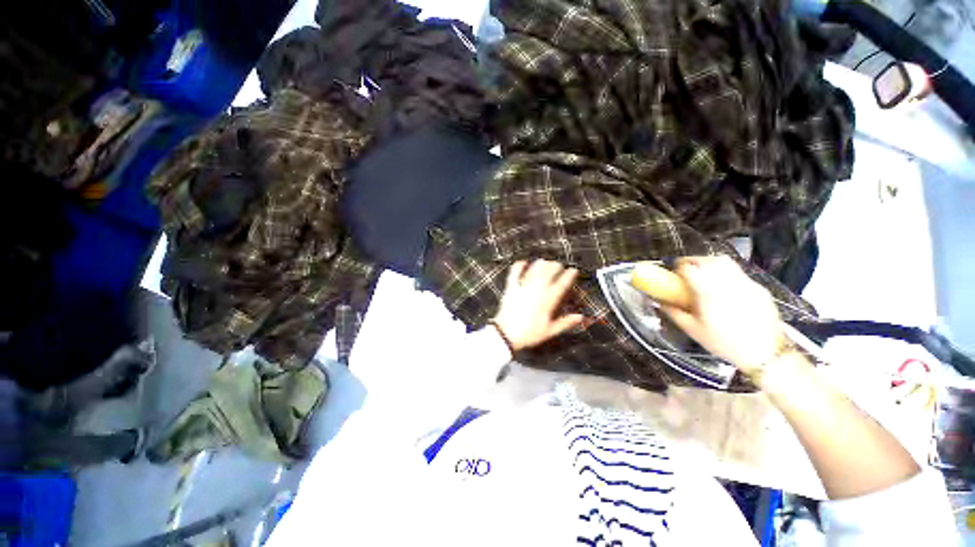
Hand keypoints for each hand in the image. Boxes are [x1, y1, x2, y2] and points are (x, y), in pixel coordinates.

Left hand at [491, 260, 584, 351]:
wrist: (506, 334)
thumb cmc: (528, 334)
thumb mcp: (550, 330)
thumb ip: (565, 322)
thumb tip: (579, 317)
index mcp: (547, 301)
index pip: (561, 284)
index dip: (569, 275)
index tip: (573, 271)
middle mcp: (536, 291)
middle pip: (548, 273)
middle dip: (555, 266)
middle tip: (559, 266)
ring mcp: (523, 288)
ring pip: (534, 271)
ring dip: (541, 264)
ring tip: (545, 262)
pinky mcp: (511, 288)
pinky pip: (515, 273)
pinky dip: (519, 266)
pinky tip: (523, 262)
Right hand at [659, 256, 783, 377]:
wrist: (765, 353)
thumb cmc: (724, 343)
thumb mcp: (693, 330)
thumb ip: (674, 313)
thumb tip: (660, 302)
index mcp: (709, 292)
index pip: (690, 268)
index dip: (678, 266)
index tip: (673, 271)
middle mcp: (728, 283)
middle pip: (707, 260)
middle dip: (692, 260)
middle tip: (685, 268)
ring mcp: (746, 284)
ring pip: (725, 262)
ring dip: (709, 262)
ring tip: (703, 272)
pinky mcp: (759, 288)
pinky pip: (738, 273)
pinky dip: (726, 273)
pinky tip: (724, 287)